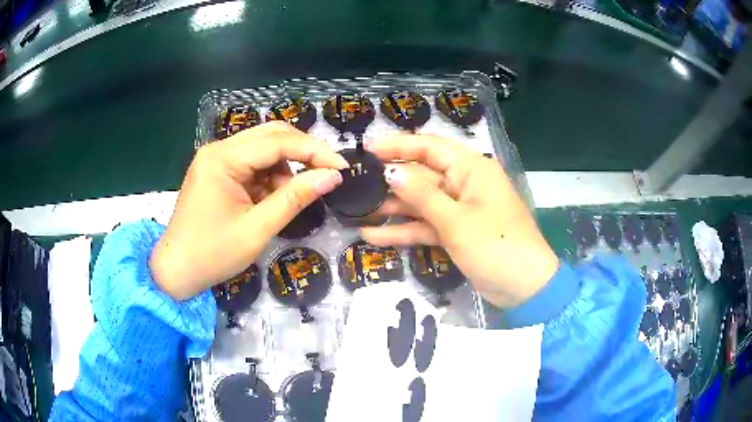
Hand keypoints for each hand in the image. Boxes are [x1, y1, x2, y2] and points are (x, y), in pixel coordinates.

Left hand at [150, 122, 347, 299]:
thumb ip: (295, 198)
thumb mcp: (258, 229)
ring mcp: (216, 158)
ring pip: (263, 148)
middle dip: (302, 153)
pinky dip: (269, 178)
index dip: (314, 151)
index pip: (277, 141)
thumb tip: (333, 176)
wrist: (176, 271)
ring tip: (287, 198)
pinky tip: (269, 199)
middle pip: (271, 135)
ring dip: (284, 168)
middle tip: (326, 175)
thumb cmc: (213, 254)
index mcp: (222, 159)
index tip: (342, 168)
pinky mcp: (217, 170)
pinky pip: (252, 163)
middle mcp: (218, 149)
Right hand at [361, 134, 558, 307]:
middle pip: (422, 176)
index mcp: (471, 169)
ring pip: (421, 203)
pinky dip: (404, 231)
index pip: (429, 147)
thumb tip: (391, 172)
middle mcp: (464, 184)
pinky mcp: (456, 232)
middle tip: (355, 186)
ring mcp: (460, 210)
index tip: (367, 151)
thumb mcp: (456, 221)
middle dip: (390, 182)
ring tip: (357, 212)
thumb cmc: (496, 246)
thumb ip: (422, 196)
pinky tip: (373, 236)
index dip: (397, 146)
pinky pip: (427, 226)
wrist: (524, 288)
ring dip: (392, 209)